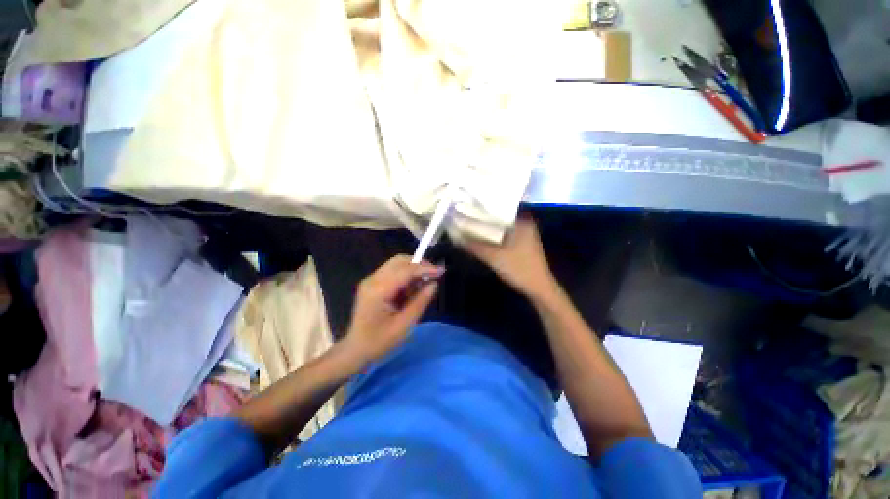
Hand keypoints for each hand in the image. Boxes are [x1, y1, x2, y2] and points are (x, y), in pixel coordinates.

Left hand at [344, 255, 443, 363]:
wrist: (356, 349)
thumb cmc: (380, 341)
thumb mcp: (404, 325)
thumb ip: (420, 302)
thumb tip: (434, 283)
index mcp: (378, 290)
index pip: (405, 270)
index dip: (424, 268)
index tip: (441, 271)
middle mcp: (372, 280)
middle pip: (399, 261)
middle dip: (419, 264)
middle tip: (434, 275)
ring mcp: (371, 280)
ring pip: (396, 264)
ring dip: (413, 269)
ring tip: (424, 284)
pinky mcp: (373, 283)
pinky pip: (393, 271)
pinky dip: (406, 275)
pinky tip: (412, 288)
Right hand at [461, 215, 555, 299]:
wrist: (538, 289)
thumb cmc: (518, 269)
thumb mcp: (493, 257)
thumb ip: (474, 246)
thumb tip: (456, 237)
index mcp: (522, 222)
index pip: (498, 209)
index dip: (482, 211)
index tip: (467, 210)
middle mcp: (525, 225)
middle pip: (499, 219)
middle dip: (483, 221)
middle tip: (466, 219)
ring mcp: (526, 235)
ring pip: (502, 229)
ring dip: (489, 230)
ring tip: (471, 228)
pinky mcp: (524, 245)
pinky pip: (506, 236)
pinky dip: (495, 238)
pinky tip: (484, 240)